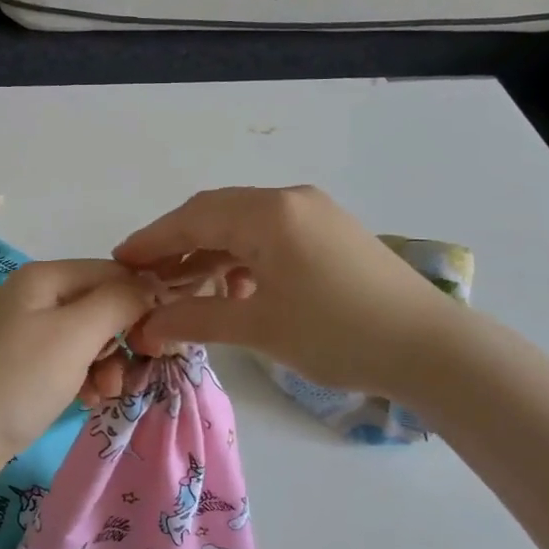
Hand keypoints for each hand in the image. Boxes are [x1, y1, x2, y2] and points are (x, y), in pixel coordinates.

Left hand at [0, 259, 157, 499]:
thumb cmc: (14, 379)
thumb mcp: (75, 334)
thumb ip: (120, 302)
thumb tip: (151, 284)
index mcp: (45, 278)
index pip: (114, 273)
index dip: (143, 301)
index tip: (162, 340)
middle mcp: (35, 298)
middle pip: (101, 306)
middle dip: (124, 337)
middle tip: (137, 368)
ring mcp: (24, 336)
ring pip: (87, 339)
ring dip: (107, 363)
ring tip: (107, 393)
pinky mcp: (19, 370)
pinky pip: (66, 364)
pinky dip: (84, 379)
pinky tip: (88, 402)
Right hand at [112, 186, 452, 399]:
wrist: (430, 348)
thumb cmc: (338, 334)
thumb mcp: (259, 327)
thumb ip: (195, 319)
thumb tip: (145, 326)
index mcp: (269, 213)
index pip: (193, 218)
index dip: (152, 240)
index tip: (118, 261)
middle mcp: (290, 200)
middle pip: (216, 213)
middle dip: (176, 243)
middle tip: (145, 275)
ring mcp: (315, 213)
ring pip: (244, 225)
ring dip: (210, 252)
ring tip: (183, 287)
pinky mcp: (331, 232)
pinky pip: (271, 236)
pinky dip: (243, 258)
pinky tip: (234, 290)